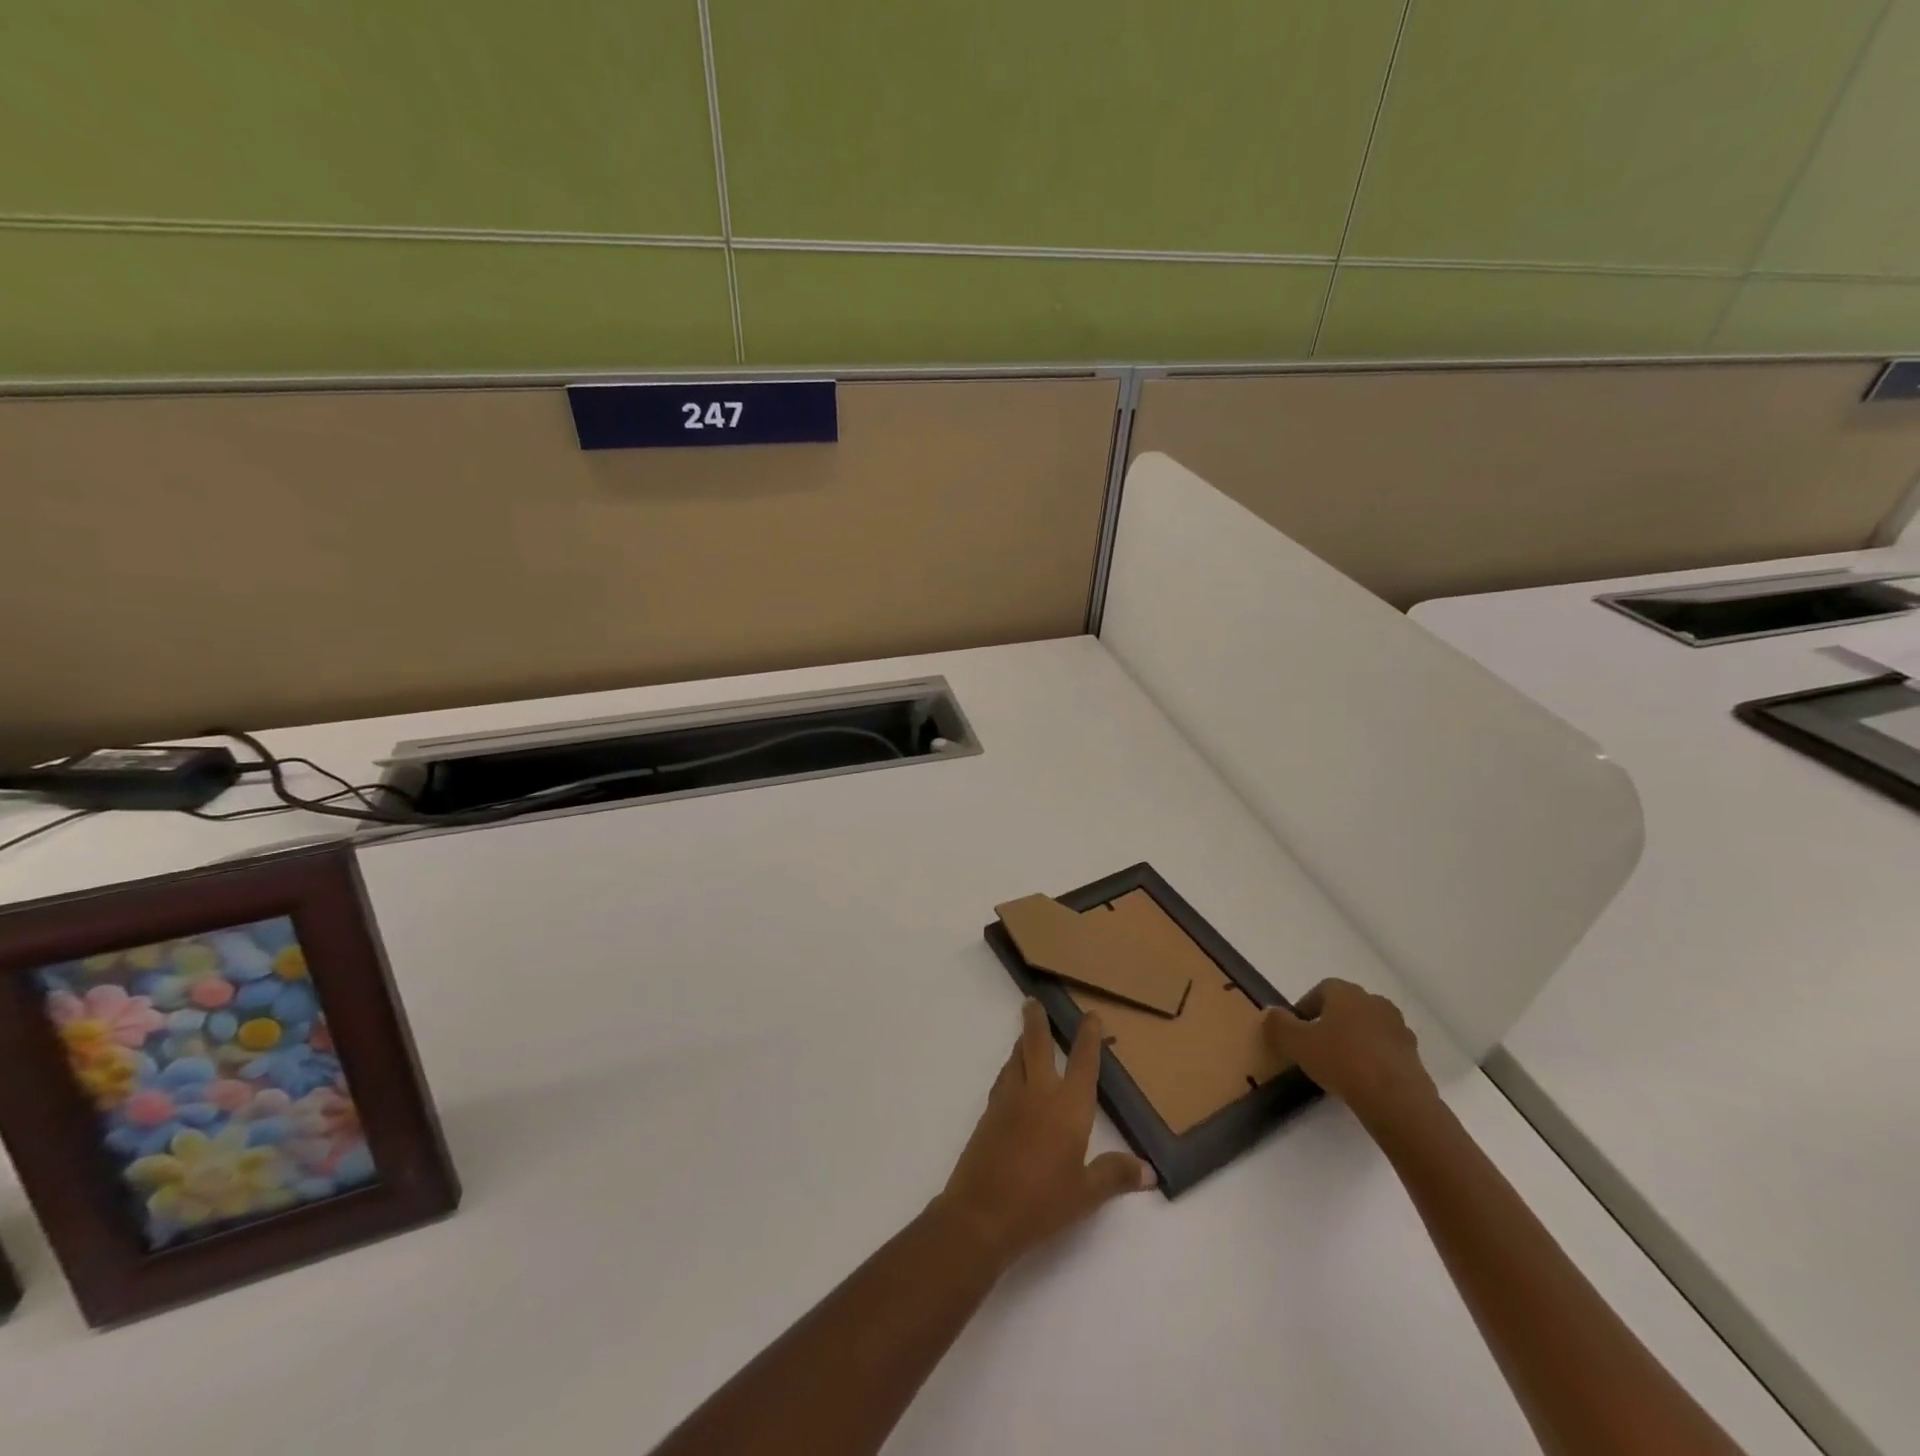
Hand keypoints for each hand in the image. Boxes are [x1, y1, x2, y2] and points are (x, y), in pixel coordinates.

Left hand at [935, 999, 1155, 1269]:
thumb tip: (1148, 1171)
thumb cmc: (1042, 1203)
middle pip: (1036, 1045)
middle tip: (1033, 1002)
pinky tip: (1012, 1076)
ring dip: (1021, 1042)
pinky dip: (1010, 1068)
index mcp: (1068, 1106)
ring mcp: (1008, 1100)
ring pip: (1015, 1058)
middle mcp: (1038, 1092)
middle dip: (1037, 1021)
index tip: (1091, 1016)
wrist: (982, 1213)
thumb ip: (1115, 1175)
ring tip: (1025, 1033)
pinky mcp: (989, 1114)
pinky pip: (1003, 1079)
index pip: (1083, 1062)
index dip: (1088, 1037)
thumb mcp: (1086, 1194)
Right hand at [1263, 979, 1438, 1131]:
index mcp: (1346, 993)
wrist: (1397, 1100)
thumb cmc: (1342, 1061)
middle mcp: (1375, 1002)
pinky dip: (1373, 1058)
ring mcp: (1398, 1028)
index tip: (1297, 1028)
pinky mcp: (1414, 1055)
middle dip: (1331, 1022)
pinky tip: (1363, 1080)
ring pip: (1368, 1028)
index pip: (1322, 989)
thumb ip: (1279, 1025)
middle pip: (1347, 1007)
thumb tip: (1270, 1012)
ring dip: (1354, 1040)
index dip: (1307, 1006)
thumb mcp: (1297, 1043)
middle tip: (1316, 1046)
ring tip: (1340, 1065)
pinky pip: (1386, 1050)